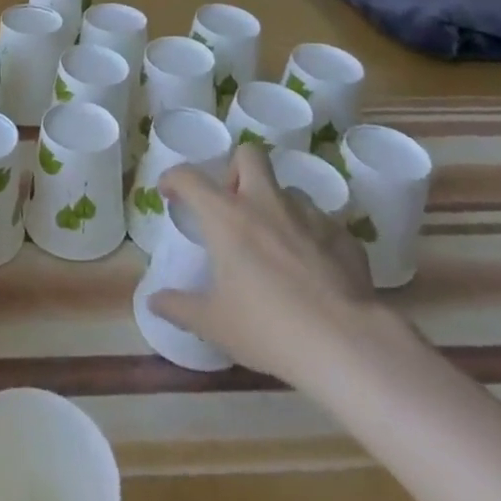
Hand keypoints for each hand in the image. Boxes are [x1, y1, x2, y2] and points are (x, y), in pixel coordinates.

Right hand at [149, 144, 384, 389]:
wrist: (347, 345)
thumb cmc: (268, 328)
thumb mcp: (215, 324)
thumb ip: (180, 307)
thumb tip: (154, 302)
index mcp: (227, 216)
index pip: (189, 176)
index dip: (173, 178)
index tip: (169, 192)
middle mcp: (266, 203)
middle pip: (249, 155)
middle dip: (236, 170)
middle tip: (233, 204)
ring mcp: (309, 217)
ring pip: (289, 190)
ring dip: (277, 206)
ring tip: (276, 240)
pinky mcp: (345, 238)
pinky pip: (323, 224)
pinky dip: (313, 238)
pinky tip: (314, 269)